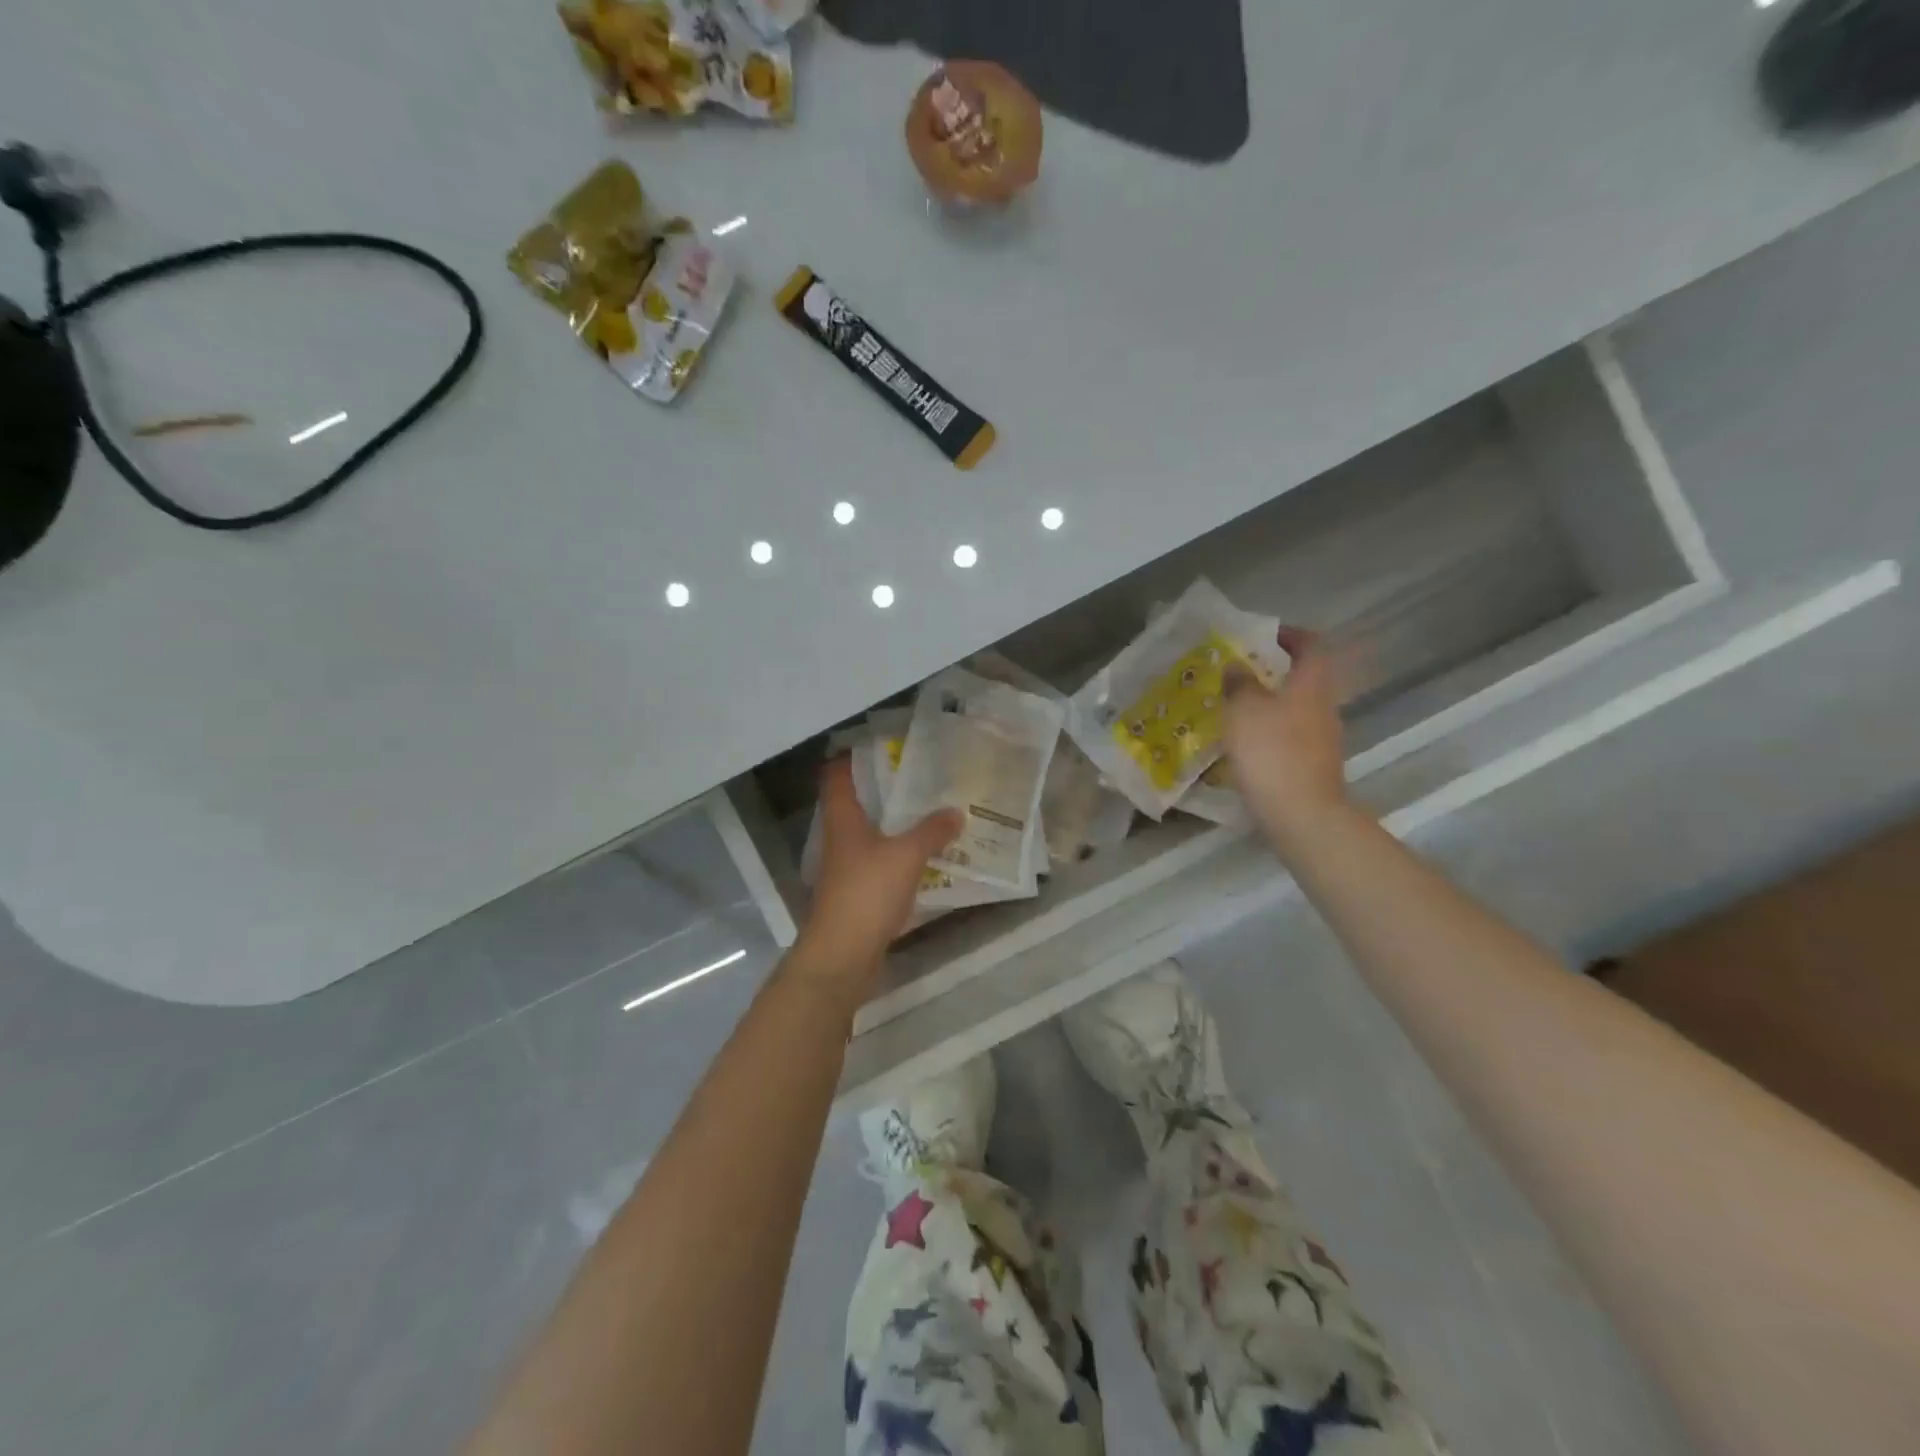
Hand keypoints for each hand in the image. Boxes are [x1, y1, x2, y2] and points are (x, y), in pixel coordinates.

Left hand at [793, 757, 961, 997]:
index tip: (885, 745)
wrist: (842, 955)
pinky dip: (902, 856)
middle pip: (858, 803)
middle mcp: (840, 838)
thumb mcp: (906, 855)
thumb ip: (932, 831)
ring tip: (932, 811)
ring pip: (872, 834)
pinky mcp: (859, 892)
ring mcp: (848, 868)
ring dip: (897, 824)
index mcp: (843, 819)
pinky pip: (882, 863)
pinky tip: (929, 857)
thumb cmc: (867, 893)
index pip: (837, 775)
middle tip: (922, 777)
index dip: (854, 756)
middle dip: (887, 789)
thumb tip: (956, 812)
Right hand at [1224, 627, 1354, 855]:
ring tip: (1233, 708)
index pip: (1311, 645)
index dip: (1290, 635)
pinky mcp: (1313, 765)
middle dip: (1272, 671)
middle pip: (1303, 678)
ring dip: (1269, 703)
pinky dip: (1269, 731)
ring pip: (1295, 708)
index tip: (1263, 635)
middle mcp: (1323, 706)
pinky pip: (1290, 736)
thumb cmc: (1272, 752)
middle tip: (1238, 672)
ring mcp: (1322, 738)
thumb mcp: (1243, 710)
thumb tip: (1237, 666)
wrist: (1302, 814)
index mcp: (1311, 684)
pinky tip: (1244, 743)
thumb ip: (1239, 683)